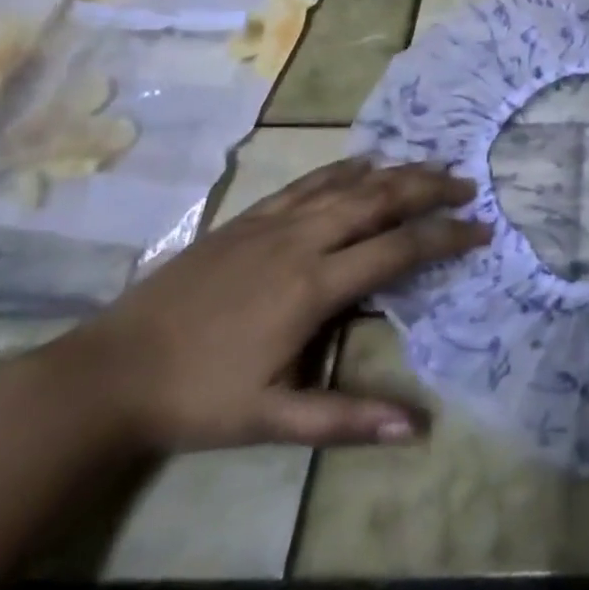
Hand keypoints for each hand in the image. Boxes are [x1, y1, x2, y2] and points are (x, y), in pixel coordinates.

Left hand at [54, 158, 488, 453]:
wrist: (105, 374)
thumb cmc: (195, 399)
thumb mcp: (272, 420)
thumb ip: (347, 420)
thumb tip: (419, 429)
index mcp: (312, 287)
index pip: (397, 250)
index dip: (446, 237)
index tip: (483, 230)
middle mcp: (300, 243)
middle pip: (379, 201)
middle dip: (429, 190)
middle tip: (468, 185)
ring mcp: (270, 225)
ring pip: (347, 186)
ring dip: (396, 173)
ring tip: (432, 165)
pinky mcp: (245, 220)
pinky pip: (306, 184)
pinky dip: (343, 169)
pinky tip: (364, 161)